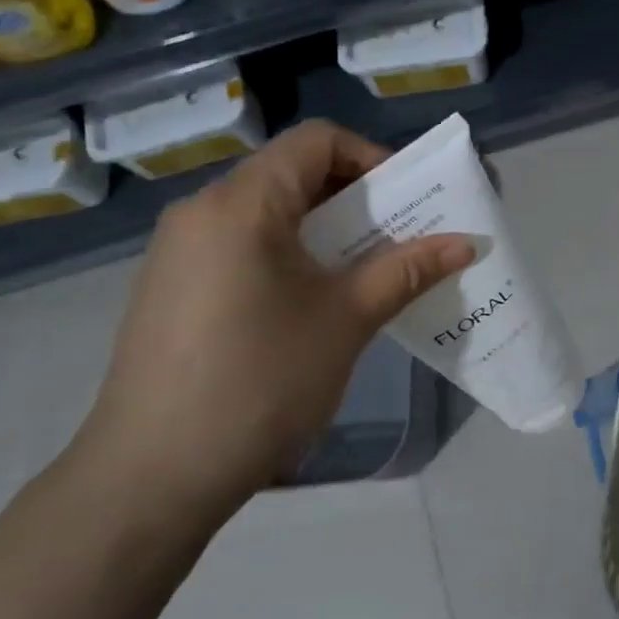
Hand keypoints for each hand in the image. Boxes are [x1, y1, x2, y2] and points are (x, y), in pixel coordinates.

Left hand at [73, 121, 473, 524]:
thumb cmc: (260, 381)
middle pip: (292, 172)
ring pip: (268, 211)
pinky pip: (242, 244)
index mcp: (242, 203)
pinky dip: (289, 253)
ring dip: (325, 228)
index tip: (408, 200)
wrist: (151, 478)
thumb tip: (467, 243)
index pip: (317, 140)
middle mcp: (202, 211)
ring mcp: (180, 251)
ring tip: (364, 270)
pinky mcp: (171, 287)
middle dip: (357, 197)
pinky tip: (311, 303)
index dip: (372, 157)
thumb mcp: (346, 320)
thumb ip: (408, 270)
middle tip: (400, 236)